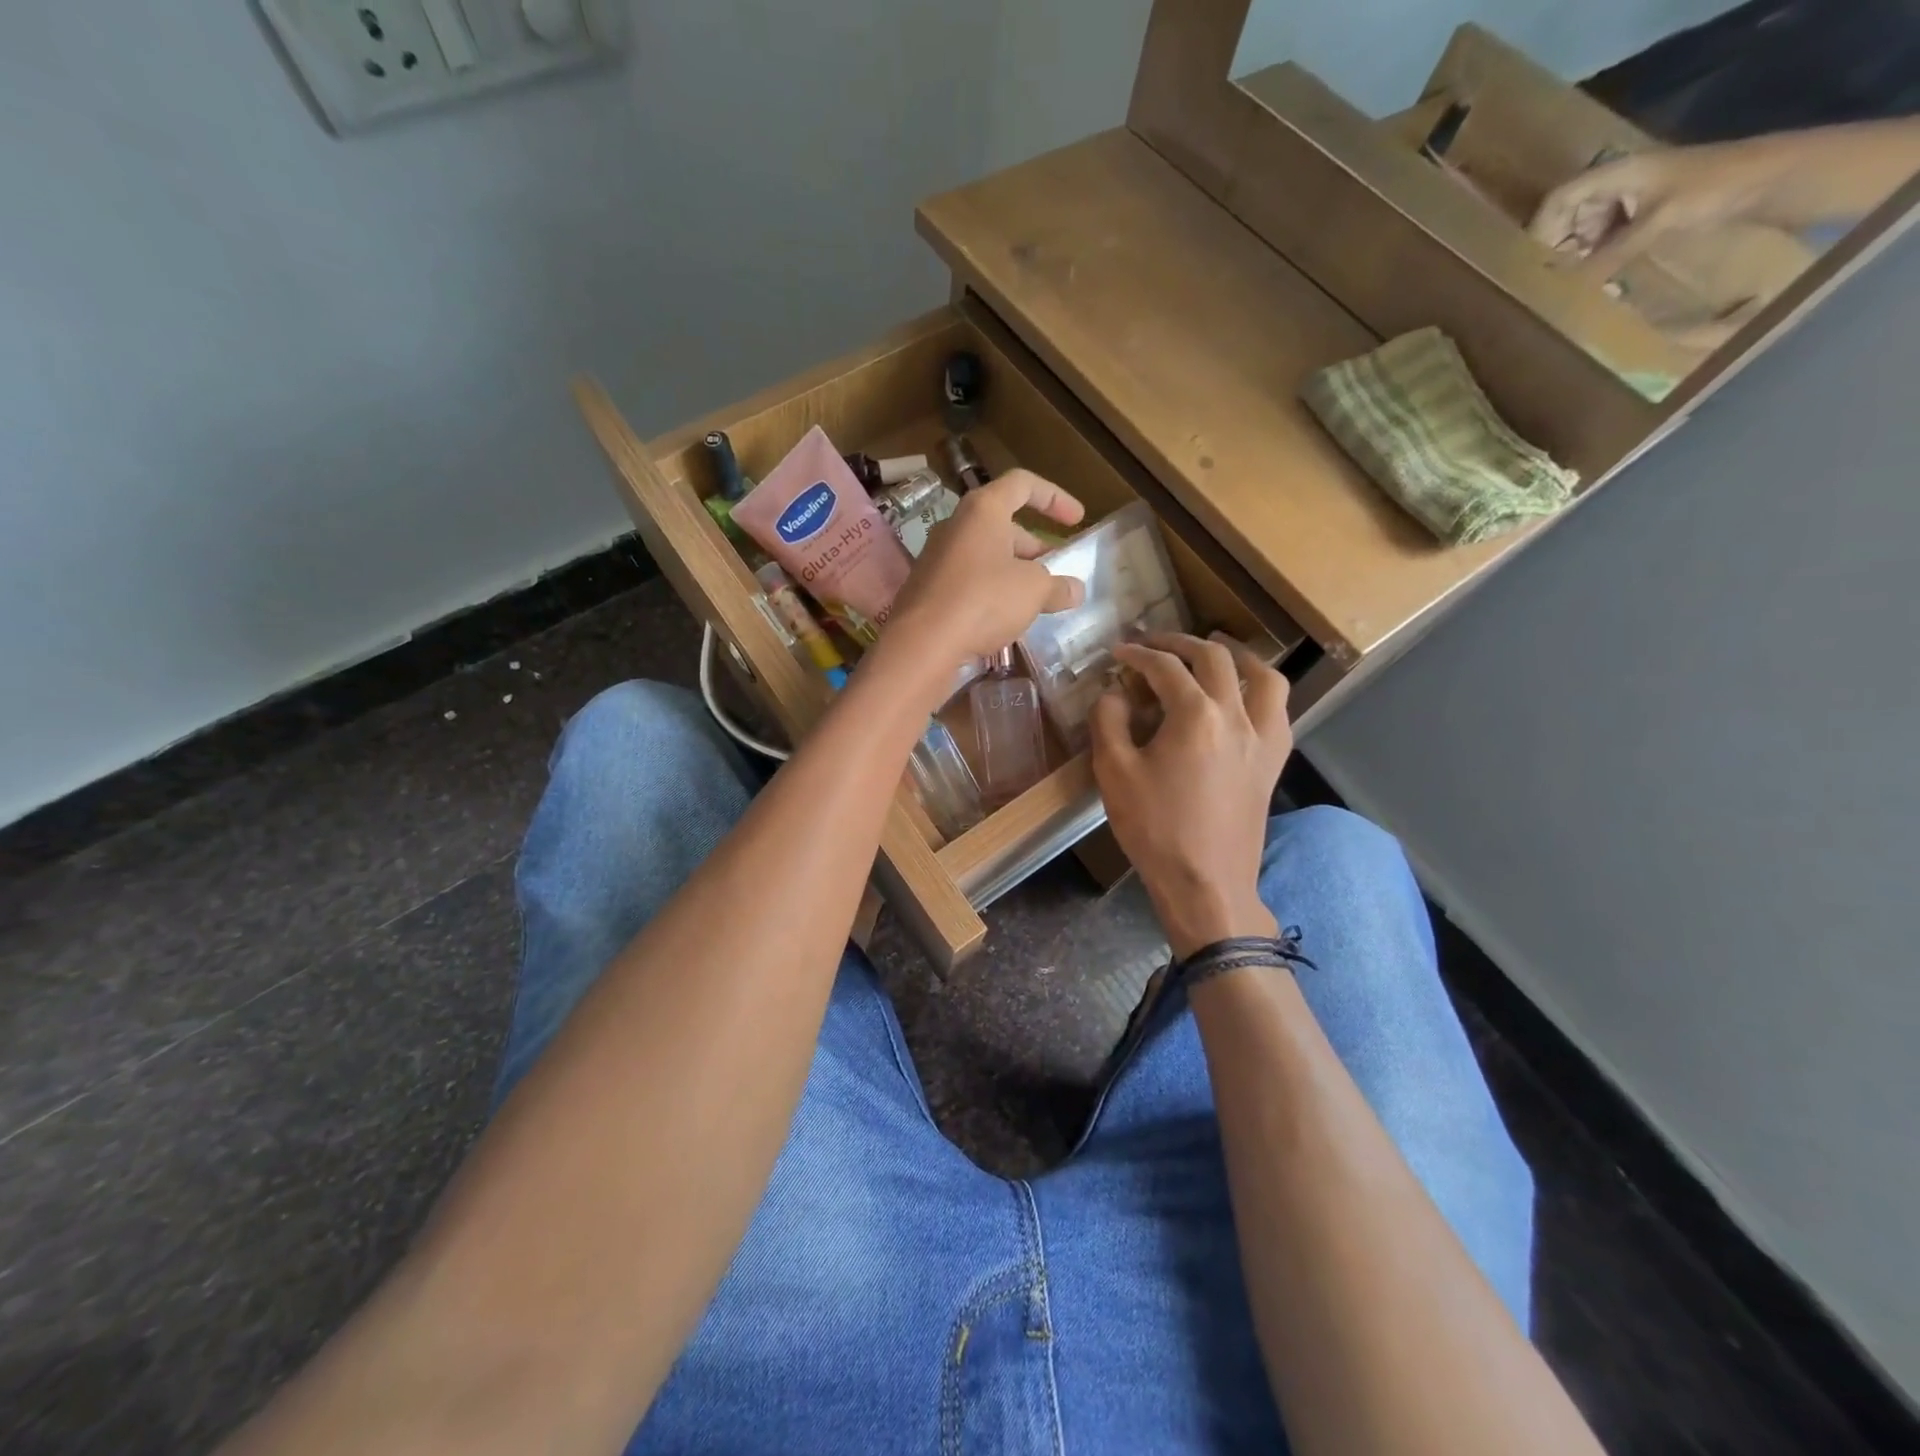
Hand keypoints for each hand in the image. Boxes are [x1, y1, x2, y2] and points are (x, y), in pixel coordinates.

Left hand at [886, 469, 1085, 667]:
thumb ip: (1058, 586)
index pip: (1023, 484)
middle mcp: (956, 525)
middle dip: (1034, 545)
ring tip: (1036, 597)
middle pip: (1003, 524)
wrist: (922, 643)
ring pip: (985, 554)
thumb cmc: (984, 600)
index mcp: (983, 510)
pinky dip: (991, 590)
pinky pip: (968, 579)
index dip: (1054, 497)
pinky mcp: (928, 588)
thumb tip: (1075, 590)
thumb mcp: (1034, 591)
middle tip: (1056, 569)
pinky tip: (1005, 617)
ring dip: (1014, 570)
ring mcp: (937, 557)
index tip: (1077, 519)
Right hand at [1090, 633, 1291, 958]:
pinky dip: (1262, 691)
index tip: (1118, 652)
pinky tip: (1244, 698)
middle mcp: (1236, 716)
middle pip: (1215, 659)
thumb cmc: (1155, 829)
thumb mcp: (1114, 773)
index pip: (1165, 667)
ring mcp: (1263, 738)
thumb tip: (1116, 692)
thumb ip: (1109, 721)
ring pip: (1263, 677)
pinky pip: (1279, 710)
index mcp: (1195, 715)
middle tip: (1156, 644)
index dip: (1138, 653)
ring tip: (1216, 651)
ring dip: (1237, 656)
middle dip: (1181, 643)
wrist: (1205, 883)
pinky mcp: (1274, 762)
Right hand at [1528, 139, 1790, 279]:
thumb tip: (1566, 289)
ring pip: (1585, 230)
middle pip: (1567, 217)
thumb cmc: (1717, 188)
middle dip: (1558, 248)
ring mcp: (1634, 198)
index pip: (1560, 198)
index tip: (1532, 264)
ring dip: (1577, 256)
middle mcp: (1620, 183)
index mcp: (1618, 173)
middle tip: (1555, 279)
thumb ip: (1610, 255)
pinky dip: (1598, 257)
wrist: (1776, 177)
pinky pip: (1607, 237)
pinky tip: (1600, 277)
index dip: (1539, 230)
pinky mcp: (1647, 214)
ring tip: (1576, 283)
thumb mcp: (1658, 223)